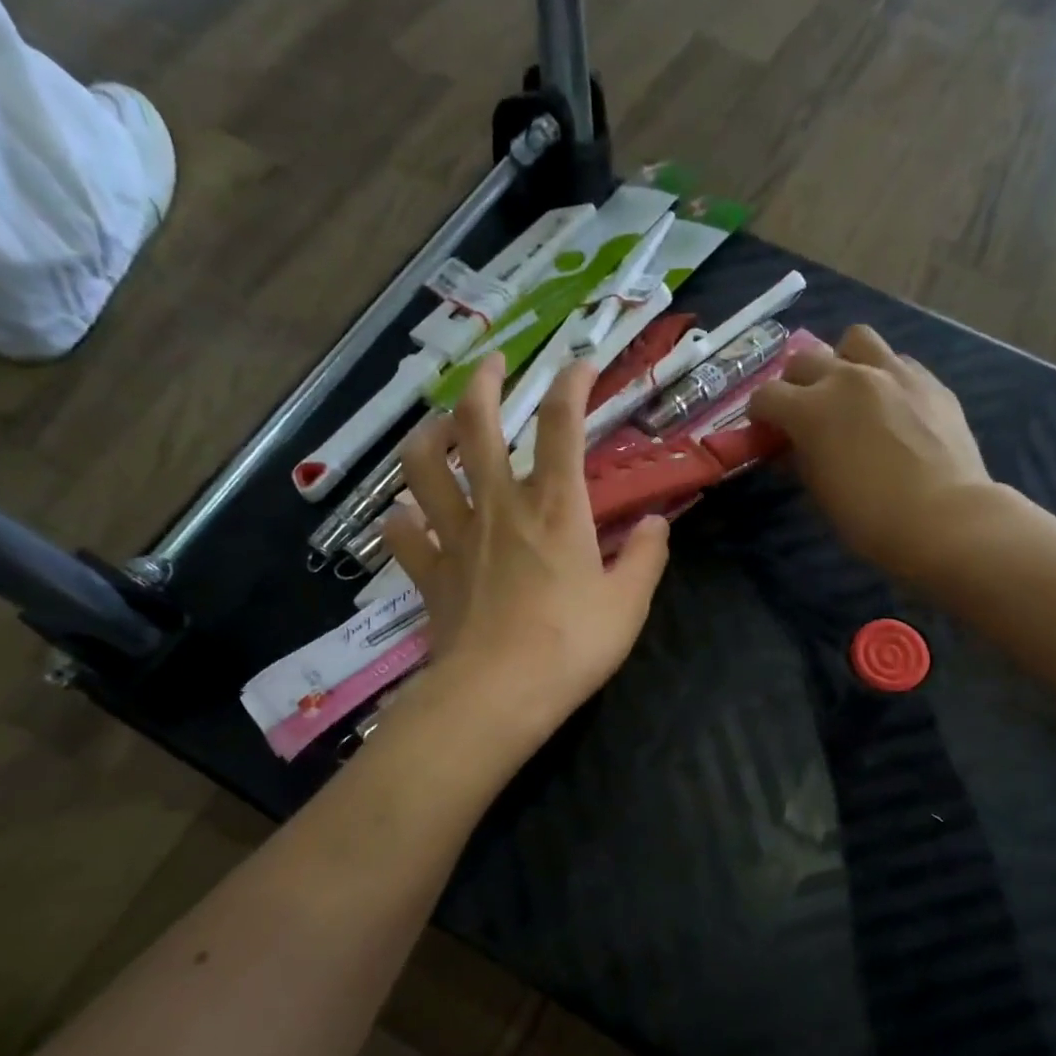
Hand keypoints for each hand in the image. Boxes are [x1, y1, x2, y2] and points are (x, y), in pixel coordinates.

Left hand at [382, 353, 670, 755]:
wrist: (500, 693)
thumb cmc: (572, 645)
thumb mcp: (628, 604)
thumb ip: (644, 558)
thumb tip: (655, 525)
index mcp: (554, 507)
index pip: (561, 425)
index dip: (570, 383)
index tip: (579, 362)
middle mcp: (499, 507)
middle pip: (478, 425)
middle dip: (483, 383)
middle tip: (489, 363)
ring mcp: (456, 537)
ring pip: (424, 468)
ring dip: (428, 436)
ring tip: (437, 427)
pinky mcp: (430, 573)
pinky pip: (403, 535)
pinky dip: (400, 520)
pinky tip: (405, 516)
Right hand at [751, 325, 1000, 585]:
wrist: (943, 518)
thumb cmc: (869, 518)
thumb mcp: (820, 494)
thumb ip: (801, 460)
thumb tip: (792, 449)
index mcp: (812, 409)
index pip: (766, 396)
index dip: (759, 414)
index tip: (765, 431)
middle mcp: (848, 378)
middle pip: (804, 360)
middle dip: (794, 384)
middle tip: (803, 411)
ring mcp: (893, 373)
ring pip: (855, 340)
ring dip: (842, 361)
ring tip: (849, 390)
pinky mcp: (929, 381)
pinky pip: (897, 362)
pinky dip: (884, 376)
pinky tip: (890, 405)